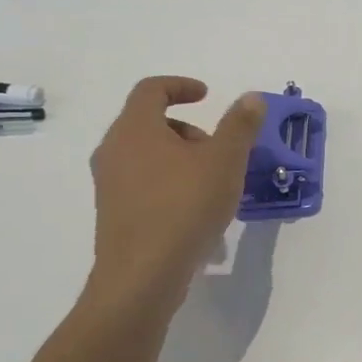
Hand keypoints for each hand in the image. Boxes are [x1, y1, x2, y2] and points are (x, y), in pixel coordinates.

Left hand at [85, 77, 264, 311]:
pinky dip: (171, 184)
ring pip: (148, 156)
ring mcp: (109, 184)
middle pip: (150, 123)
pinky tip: (198, 212)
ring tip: (214, 184)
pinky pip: (144, 184)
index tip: (207, 96)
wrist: (143, 276)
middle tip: (218, 149)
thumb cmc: (185, 206)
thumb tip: (251, 98)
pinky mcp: (114, 213)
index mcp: (135, 129)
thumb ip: (240, 125)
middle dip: (188, 129)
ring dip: (181, 159)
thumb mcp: (225, 161)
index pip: (151, 89)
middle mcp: (114, 150)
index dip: (180, 86)